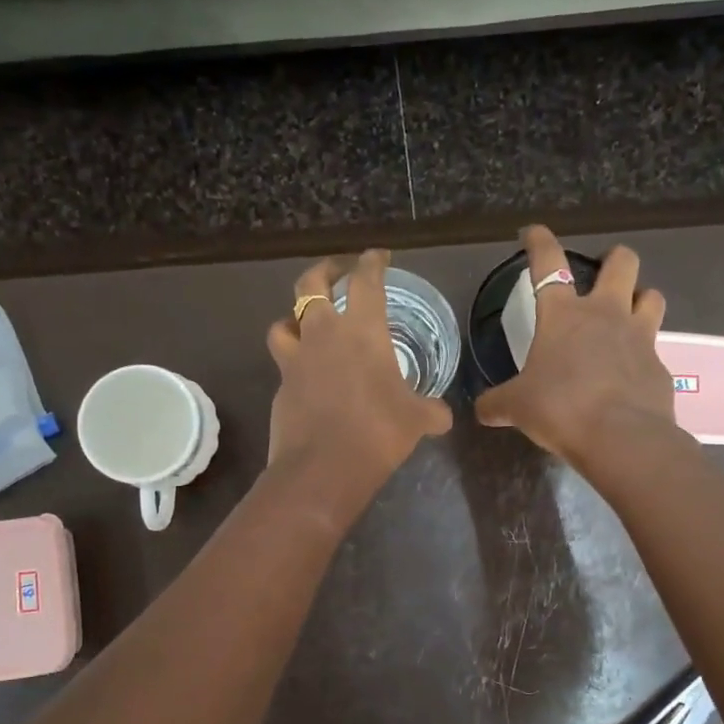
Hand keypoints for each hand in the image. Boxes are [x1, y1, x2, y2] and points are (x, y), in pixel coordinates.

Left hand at [266, 250, 453, 511]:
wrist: (323, 467)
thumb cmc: (378, 432)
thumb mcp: (417, 420)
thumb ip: (431, 411)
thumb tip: (443, 417)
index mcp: (362, 330)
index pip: (365, 281)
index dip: (372, 263)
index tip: (378, 256)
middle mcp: (324, 334)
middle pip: (310, 285)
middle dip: (323, 272)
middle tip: (336, 274)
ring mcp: (296, 359)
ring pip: (284, 321)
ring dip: (294, 317)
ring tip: (306, 324)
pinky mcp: (281, 386)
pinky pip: (283, 362)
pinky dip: (294, 360)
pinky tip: (306, 374)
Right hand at [474, 226, 672, 468]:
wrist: (620, 438)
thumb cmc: (560, 408)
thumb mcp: (517, 407)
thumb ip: (497, 404)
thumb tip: (481, 410)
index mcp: (563, 315)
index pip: (548, 262)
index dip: (539, 242)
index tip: (532, 233)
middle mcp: (605, 314)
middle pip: (622, 262)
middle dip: (613, 259)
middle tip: (604, 271)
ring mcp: (639, 337)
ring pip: (651, 296)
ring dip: (640, 298)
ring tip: (628, 314)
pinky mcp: (660, 367)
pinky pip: (655, 348)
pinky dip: (643, 354)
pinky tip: (631, 374)